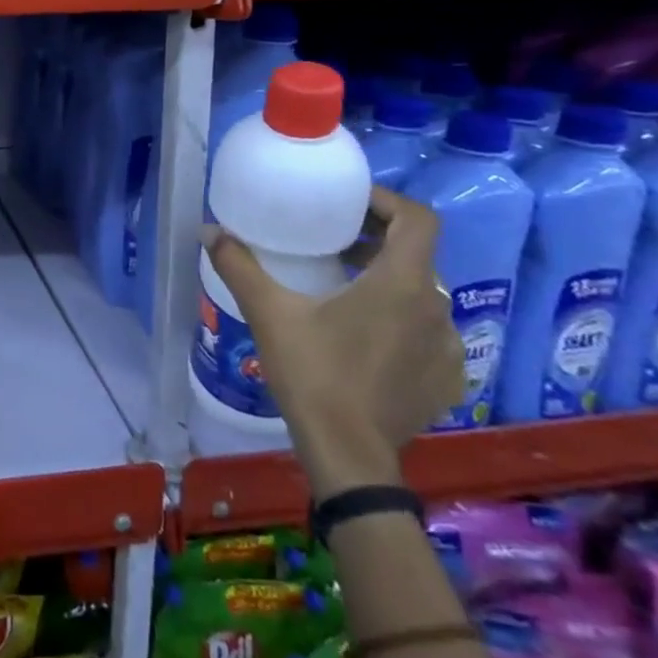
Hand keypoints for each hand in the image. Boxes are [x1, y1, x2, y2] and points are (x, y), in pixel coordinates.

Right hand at [205, 187, 462, 498]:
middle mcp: (436, 309)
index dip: (387, 202)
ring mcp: (447, 348)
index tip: (350, 205)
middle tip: (333, 244)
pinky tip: (367, 340)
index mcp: (402, 284)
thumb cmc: (314, 373)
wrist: (348, 455)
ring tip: (346, 292)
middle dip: (377, 243)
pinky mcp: (447, 379)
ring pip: (422, 296)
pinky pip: (429, 334)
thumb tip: (210, 230)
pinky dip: (403, 323)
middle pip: (416, 256)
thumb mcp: (268, 313)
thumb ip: (239, 265)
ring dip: (389, 284)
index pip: (417, 219)